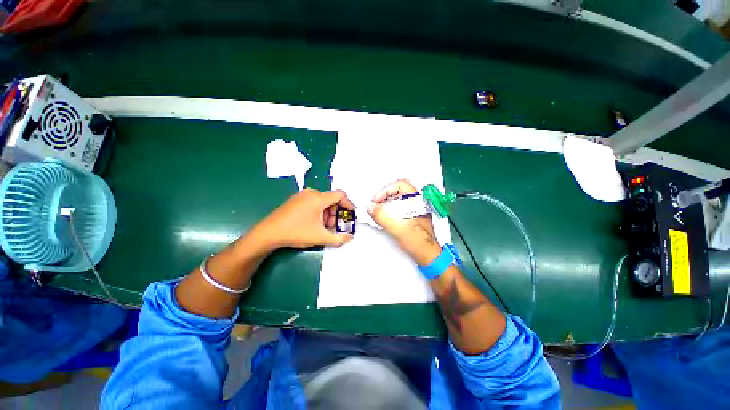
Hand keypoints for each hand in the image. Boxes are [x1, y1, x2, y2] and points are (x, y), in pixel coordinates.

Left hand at [255, 189, 355, 249]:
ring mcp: (301, 195)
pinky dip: (319, 212)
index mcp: (318, 198)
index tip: (352, 214)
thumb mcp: (320, 237)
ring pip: (322, 201)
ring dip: (327, 214)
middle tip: (333, 226)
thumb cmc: (296, 232)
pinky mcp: (295, 200)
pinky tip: (313, 223)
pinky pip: (313, 202)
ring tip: (323, 228)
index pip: (340, 195)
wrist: (268, 233)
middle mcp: (311, 193)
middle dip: (336, 213)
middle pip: (331, 199)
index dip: (349, 204)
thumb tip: (350, 237)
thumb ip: (339, 238)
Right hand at [367, 179, 440, 264]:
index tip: (376, 201)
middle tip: (375, 205)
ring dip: (386, 203)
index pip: (400, 185)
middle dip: (384, 196)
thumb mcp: (397, 229)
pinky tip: (385, 217)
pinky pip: (399, 207)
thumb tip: (369, 207)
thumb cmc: (418, 243)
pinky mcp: (413, 216)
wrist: (428, 257)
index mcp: (418, 201)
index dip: (386, 191)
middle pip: (398, 190)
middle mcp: (418, 202)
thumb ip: (382, 216)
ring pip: (399, 198)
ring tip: (378, 212)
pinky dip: (390, 209)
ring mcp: (416, 209)